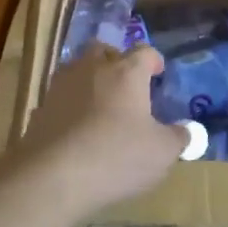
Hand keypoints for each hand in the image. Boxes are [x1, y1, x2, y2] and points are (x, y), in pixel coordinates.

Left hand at [10, 45, 190, 221]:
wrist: (52, 176)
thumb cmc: (117, 157)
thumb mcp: (161, 153)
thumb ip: (178, 138)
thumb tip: (187, 131)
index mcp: (126, 73)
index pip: (144, 52)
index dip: (153, 60)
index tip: (158, 72)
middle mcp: (92, 69)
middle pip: (104, 50)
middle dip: (116, 60)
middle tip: (126, 82)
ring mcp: (61, 87)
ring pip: (77, 69)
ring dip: (89, 80)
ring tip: (100, 103)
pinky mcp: (40, 109)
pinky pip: (60, 98)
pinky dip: (70, 106)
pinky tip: (76, 129)